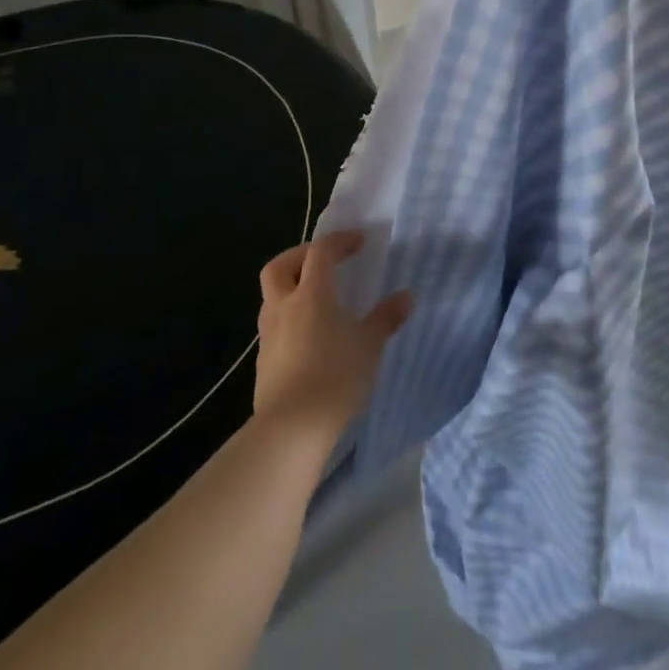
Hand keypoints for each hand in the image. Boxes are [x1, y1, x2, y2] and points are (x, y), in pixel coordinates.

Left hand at [254, 232, 410, 442]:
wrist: (291, 428)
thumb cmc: (336, 376)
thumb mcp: (370, 345)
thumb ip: (386, 318)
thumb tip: (405, 296)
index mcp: (311, 294)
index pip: (320, 252)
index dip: (339, 241)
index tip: (358, 241)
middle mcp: (284, 306)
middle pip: (280, 266)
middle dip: (300, 255)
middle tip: (324, 261)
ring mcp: (269, 334)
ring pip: (272, 296)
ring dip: (291, 287)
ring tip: (317, 299)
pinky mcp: (263, 360)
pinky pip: (274, 325)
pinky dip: (289, 318)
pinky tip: (309, 336)